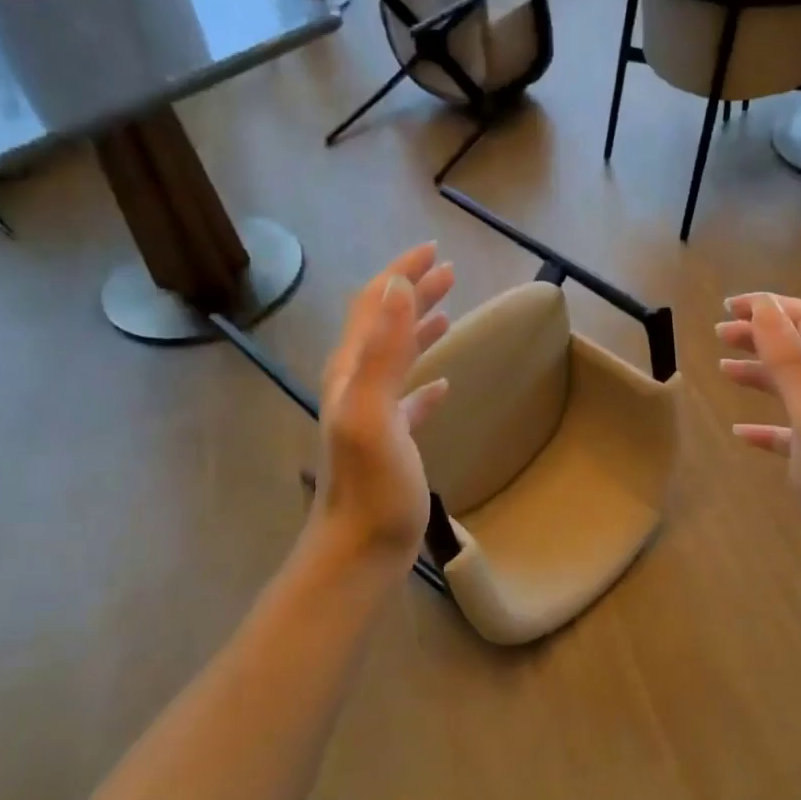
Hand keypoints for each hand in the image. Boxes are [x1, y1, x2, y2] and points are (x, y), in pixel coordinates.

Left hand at [310, 244, 454, 571]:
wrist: (360, 549)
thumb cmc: (372, 484)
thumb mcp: (374, 412)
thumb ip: (382, 350)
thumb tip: (395, 286)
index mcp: (351, 372)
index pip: (373, 305)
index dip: (400, 273)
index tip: (434, 250)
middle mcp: (356, 385)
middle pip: (385, 325)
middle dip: (413, 293)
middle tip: (449, 272)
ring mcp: (372, 414)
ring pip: (396, 358)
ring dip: (420, 329)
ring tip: (448, 310)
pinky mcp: (390, 442)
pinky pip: (408, 399)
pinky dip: (424, 381)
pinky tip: (443, 383)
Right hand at [717, 293, 800, 568]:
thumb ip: (789, 358)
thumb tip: (765, 304)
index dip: (771, 306)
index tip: (730, 305)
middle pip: (800, 348)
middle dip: (761, 334)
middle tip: (720, 333)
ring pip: (794, 385)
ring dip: (760, 372)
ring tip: (724, 369)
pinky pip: (791, 428)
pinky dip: (764, 423)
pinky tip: (740, 433)